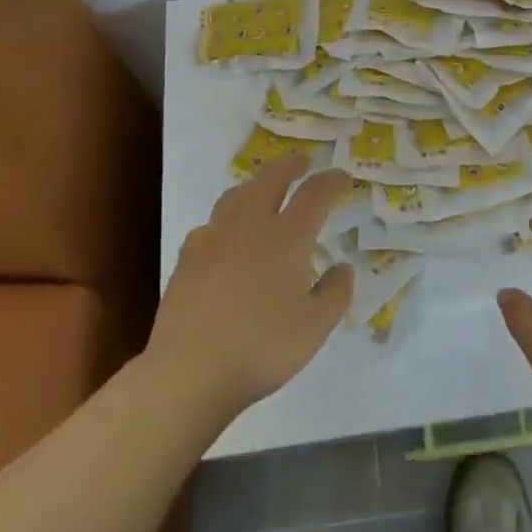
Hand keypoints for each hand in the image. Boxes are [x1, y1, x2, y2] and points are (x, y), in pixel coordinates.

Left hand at [147, 156, 354, 427]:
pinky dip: (227, 219)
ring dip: (257, 184)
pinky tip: (226, 236)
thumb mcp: (315, 327)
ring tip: (265, 188)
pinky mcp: (188, 256)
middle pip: (272, 178)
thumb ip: (335, 293)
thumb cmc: (262, 347)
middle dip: (291, 166)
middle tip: (303, 162)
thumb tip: (343, 267)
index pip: (315, 194)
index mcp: (287, 236)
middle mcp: (251, 224)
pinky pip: (211, 223)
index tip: (344, 178)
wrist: (191, 370)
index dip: (333, 181)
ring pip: (237, 194)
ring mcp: (214, 236)